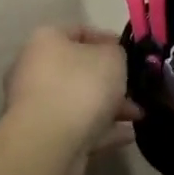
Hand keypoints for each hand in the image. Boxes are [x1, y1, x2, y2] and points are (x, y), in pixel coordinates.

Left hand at [2, 26, 142, 174]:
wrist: (49, 143)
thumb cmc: (81, 87)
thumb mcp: (112, 57)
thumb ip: (116, 52)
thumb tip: (111, 58)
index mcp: (46, 41)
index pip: (78, 31)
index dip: (106, 39)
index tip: (130, 53)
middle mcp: (35, 70)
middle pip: (79, 70)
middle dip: (110, 80)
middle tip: (135, 87)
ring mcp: (38, 106)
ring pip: (79, 101)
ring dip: (109, 107)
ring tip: (138, 115)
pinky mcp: (45, 136)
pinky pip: (79, 128)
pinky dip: (102, 130)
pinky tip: (127, 135)